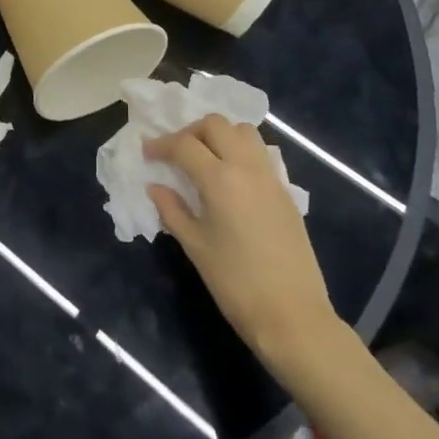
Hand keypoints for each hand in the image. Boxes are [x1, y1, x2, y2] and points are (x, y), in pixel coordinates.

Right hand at [146, 116, 339, 381]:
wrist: (291, 313)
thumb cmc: (234, 282)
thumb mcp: (195, 246)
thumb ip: (172, 210)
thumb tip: (156, 187)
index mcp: (220, 180)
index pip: (184, 145)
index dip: (161, 145)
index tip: (147, 154)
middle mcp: (247, 167)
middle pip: (216, 125)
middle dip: (190, 132)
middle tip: (176, 153)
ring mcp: (271, 177)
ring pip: (244, 131)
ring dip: (220, 135)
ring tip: (204, 158)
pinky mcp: (285, 191)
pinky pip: (260, 153)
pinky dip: (240, 150)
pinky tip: (229, 177)